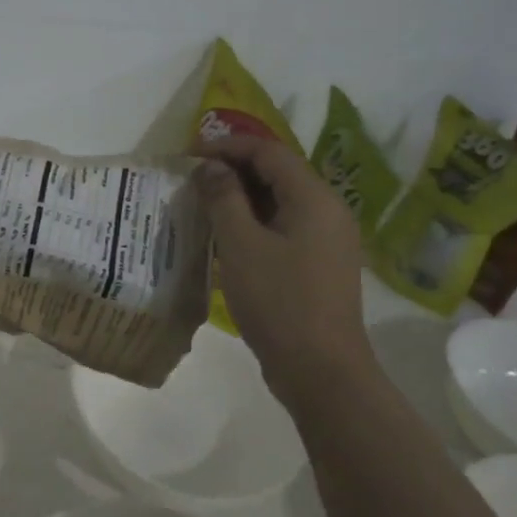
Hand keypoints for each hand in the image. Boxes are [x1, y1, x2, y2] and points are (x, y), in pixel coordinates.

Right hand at [195, 136, 370, 407]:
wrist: (321, 370)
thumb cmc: (279, 302)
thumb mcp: (241, 245)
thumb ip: (224, 198)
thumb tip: (210, 167)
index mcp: (314, 198)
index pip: (269, 152)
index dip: (227, 147)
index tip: (188, 155)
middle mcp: (328, 211)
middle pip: (277, 174)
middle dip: (233, 170)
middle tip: (191, 181)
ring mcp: (327, 240)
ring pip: (280, 203)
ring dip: (241, 199)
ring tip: (202, 206)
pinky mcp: (319, 265)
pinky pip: (284, 228)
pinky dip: (254, 224)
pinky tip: (225, 239)